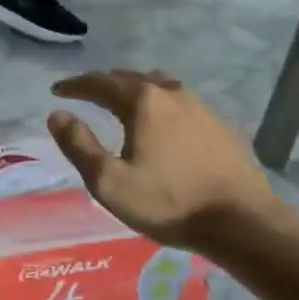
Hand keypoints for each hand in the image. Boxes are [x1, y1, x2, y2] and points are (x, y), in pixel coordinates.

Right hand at [47, 71, 282, 250]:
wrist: (241, 221)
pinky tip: (161, 122)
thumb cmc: (168, 202)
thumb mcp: (110, 182)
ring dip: (134, 89)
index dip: (75, 85)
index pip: (100, 83)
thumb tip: (57, 115)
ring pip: (159, 87)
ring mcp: (201, 107)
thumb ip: (79, 146)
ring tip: (121, 101)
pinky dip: (159, 104)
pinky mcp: (220, 126)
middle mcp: (172, 94)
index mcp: (143, 102)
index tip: (57, 91)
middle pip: (130, 78)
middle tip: (85, 93)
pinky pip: (180, 103)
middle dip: (104, 83)